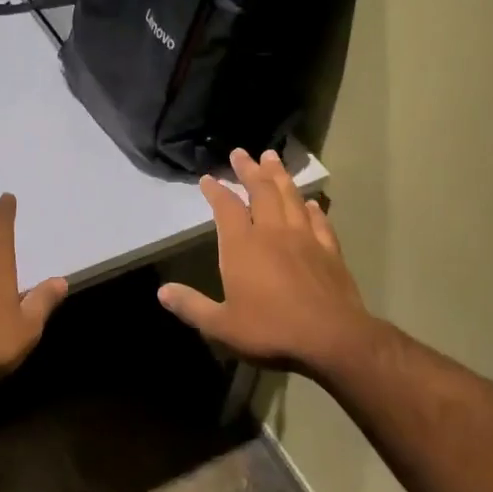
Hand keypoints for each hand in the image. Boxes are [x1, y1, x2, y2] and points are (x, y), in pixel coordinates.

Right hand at [157, 149, 371, 374]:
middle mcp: (273, 232)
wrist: (330, 338)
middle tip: (241, 153)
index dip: (216, 191)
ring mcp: (304, 238)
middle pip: (260, 191)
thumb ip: (192, 306)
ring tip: (272, 158)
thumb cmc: (270, 330)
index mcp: (242, 246)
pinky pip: (318, 220)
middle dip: (249, 170)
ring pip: (290, 197)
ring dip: (279, 176)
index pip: (226, 208)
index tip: (208, 178)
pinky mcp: (329, 250)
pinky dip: (312, 207)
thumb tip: (162, 292)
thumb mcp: (221, 325)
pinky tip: (310, 202)